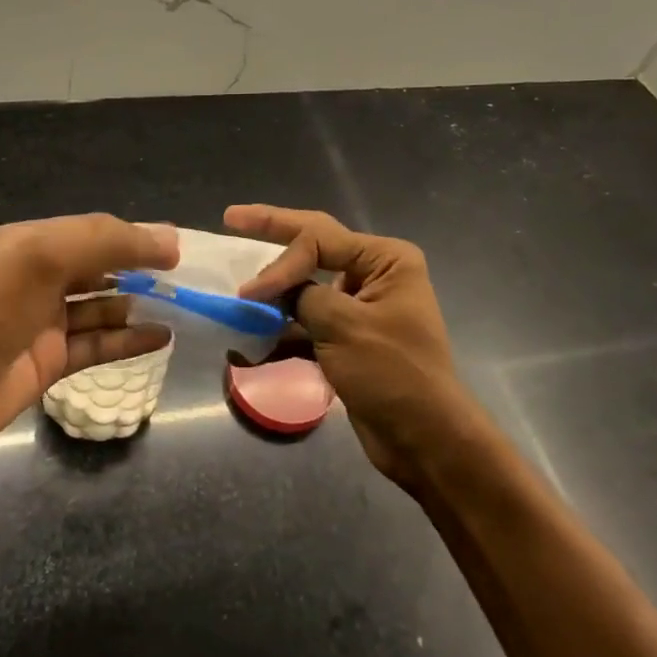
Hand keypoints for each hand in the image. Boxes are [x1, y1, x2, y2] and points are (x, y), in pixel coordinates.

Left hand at [0, 215, 178, 464]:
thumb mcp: (44, 257)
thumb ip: (108, 242)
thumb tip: (170, 238)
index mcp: (32, 243)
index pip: (95, 231)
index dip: (136, 236)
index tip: (180, 248)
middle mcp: (40, 277)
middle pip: (100, 266)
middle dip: (140, 268)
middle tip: (186, 278)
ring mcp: (45, 322)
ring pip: (102, 306)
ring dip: (138, 304)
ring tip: (180, 304)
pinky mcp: (50, 362)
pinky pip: (98, 345)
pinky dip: (129, 340)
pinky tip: (162, 338)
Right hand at [226, 205, 487, 490]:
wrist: (424, 439)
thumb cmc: (392, 374)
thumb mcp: (343, 326)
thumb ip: (301, 297)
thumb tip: (269, 290)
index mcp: (385, 259)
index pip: (319, 239)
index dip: (279, 261)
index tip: (250, 294)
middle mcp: (376, 273)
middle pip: (314, 245)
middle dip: (273, 233)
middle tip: (232, 217)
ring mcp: (362, 305)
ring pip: (307, 285)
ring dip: (275, 288)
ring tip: (239, 278)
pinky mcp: (350, 336)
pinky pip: (309, 318)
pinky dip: (283, 324)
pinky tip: (254, 332)